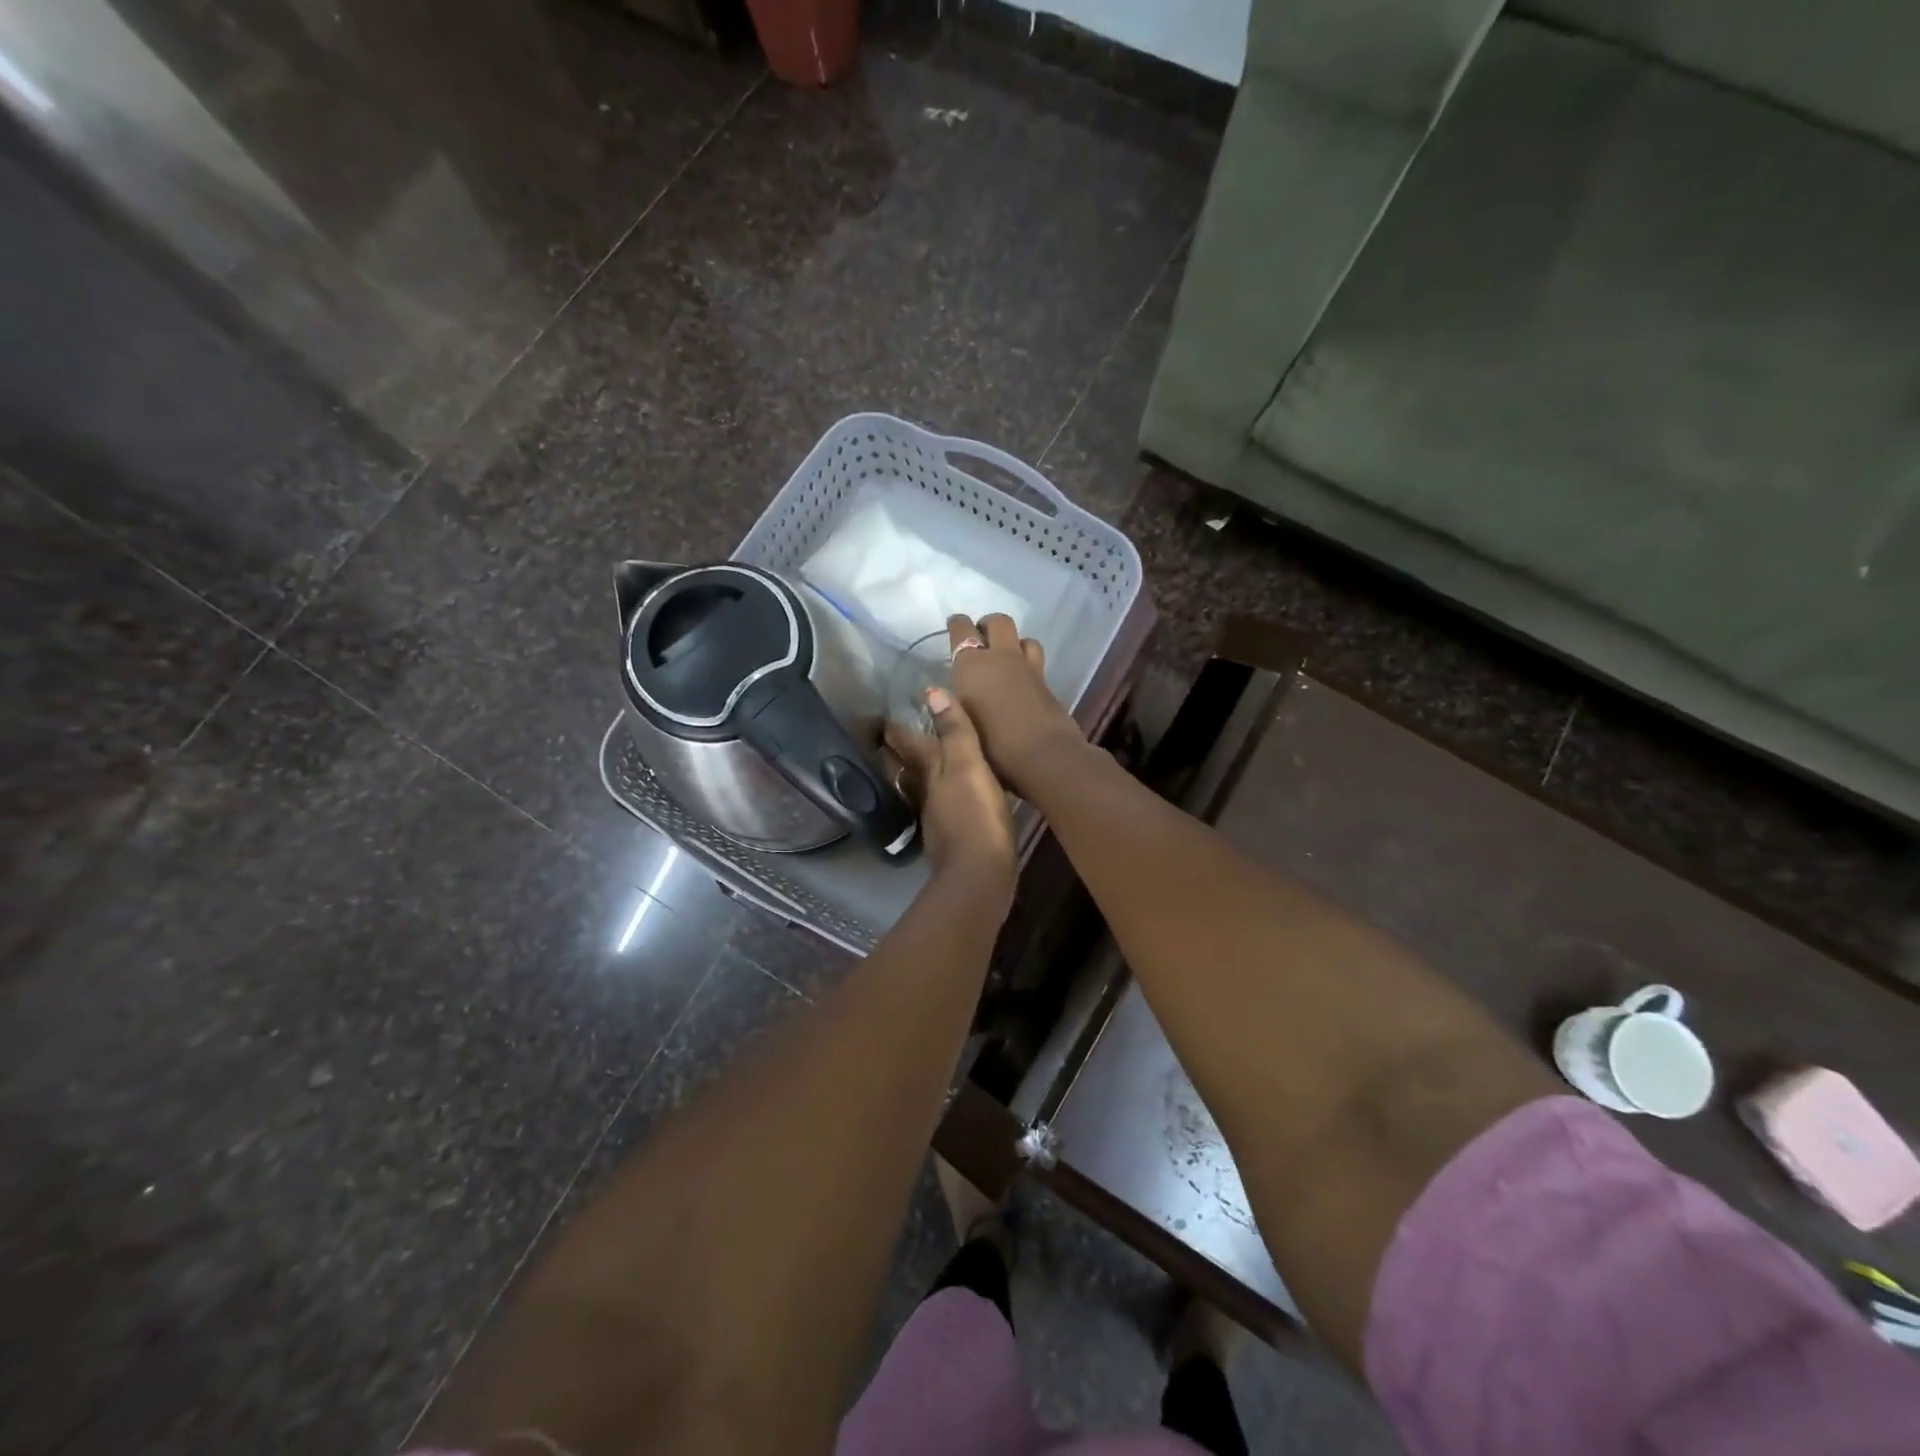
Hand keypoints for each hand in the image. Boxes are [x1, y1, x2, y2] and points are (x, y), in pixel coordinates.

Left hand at [884, 684, 1015, 904]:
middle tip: (892, 736)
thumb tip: (932, 692)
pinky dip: (938, 799)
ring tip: (921, 764)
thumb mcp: (969, 765)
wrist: (980, 873)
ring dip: (916, 776)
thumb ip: (954, 731)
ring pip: (919, 789)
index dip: (896, 730)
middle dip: (899, 752)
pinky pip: (939, 809)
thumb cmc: (976, 814)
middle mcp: (925, 793)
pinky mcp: (950, 840)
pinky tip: (949, 800)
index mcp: (929, 772)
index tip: (884, 716)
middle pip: (906, 768)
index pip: (906, 744)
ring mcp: (936, 819)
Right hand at [942, 613, 1085, 796]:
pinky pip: (1036, 660)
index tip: (953, 624)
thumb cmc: (993, 745)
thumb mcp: (961, 726)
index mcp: (972, 665)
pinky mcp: (1047, 684)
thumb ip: (950, 707)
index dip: (956, 624)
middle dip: (988, 624)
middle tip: (981, 636)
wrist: (1044, 756)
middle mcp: (1001, 658)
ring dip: (1013, 642)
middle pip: (998, 622)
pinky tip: (1022, 679)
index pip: (961, 629)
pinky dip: (1027, 662)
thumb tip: (938, 696)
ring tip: (1005, 655)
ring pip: (1023, 638)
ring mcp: (1028, 668)